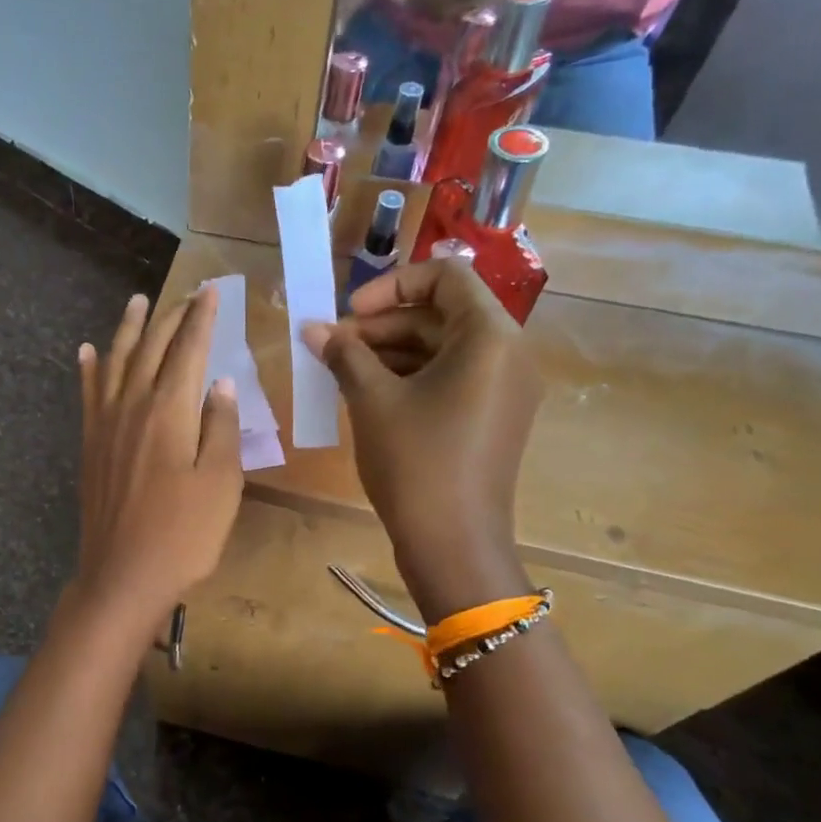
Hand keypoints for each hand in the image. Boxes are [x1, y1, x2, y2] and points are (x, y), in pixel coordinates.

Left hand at [74, 287, 242, 633]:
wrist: (123, 576)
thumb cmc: (183, 534)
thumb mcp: (221, 483)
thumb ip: (221, 427)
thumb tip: (219, 383)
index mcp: (169, 410)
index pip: (189, 350)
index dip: (202, 319)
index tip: (212, 292)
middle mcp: (132, 405)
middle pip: (151, 348)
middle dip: (171, 317)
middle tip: (187, 295)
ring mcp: (105, 424)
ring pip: (116, 362)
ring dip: (128, 329)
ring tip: (137, 302)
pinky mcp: (90, 445)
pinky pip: (87, 394)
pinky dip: (89, 368)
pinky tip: (86, 351)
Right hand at [303, 259, 541, 615]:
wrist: (453, 544)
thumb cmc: (415, 462)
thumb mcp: (372, 401)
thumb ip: (344, 355)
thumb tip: (312, 328)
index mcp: (490, 336)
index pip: (446, 277)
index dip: (391, 285)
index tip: (349, 313)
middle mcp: (508, 354)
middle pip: (441, 315)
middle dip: (382, 325)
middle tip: (333, 348)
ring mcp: (504, 389)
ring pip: (442, 349)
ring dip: (390, 352)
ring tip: (341, 372)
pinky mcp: (492, 418)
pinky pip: (450, 379)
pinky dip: (409, 378)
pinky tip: (366, 395)